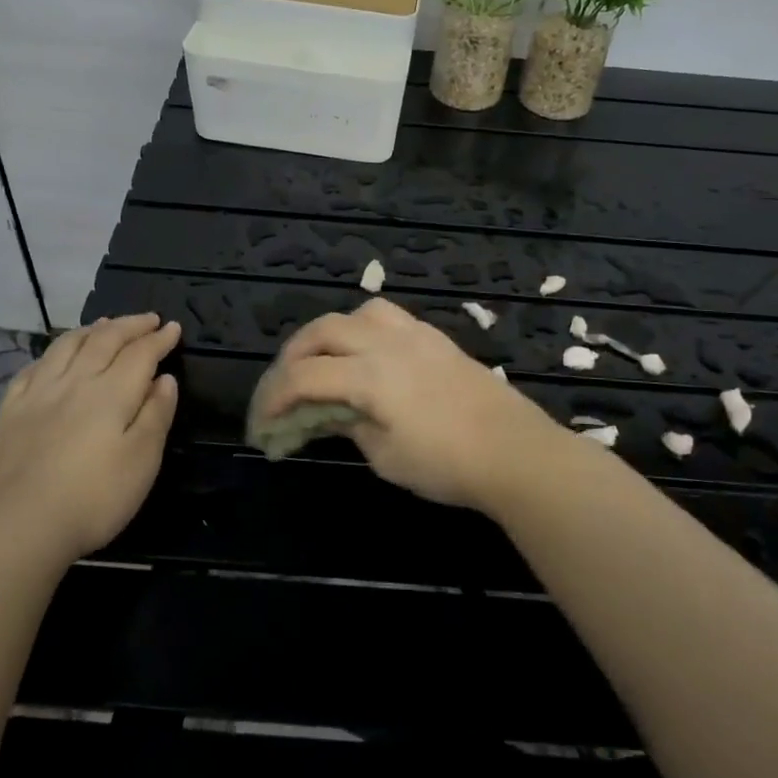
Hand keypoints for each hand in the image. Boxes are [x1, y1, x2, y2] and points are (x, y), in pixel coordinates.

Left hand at [0, 313, 179, 561]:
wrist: (17, 526)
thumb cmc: (93, 498)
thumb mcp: (142, 460)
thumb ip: (156, 414)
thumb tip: (165, 379)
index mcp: (112, 392)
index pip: (140, 353)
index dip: (159, 339)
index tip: (173, 327)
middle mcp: (76, 381)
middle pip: (105, 339)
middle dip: (130, 325)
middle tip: (148, 319)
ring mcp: (39, 393)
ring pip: (68, 345)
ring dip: (92, 329)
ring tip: (106, 323)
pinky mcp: (11, 410)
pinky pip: (34, 367)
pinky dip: (53, 353)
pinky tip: (56, 356)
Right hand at [252, 298, 568, 508]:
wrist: (515, 451)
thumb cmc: (447, 464)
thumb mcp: (386, 456)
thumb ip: (349, 425)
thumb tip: (329, 411)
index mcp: (370, 374)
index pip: (304, 376)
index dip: (274, 398)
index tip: (262, 425)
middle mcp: (387, 342)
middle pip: (323, 331)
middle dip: (292, 358)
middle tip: (282, 388)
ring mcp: (415, 334)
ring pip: (356, 313)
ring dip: (328, 335)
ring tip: (323, 363)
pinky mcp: (436, 338)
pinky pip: (387, 317)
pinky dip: (361, 331)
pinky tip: (366, 358)